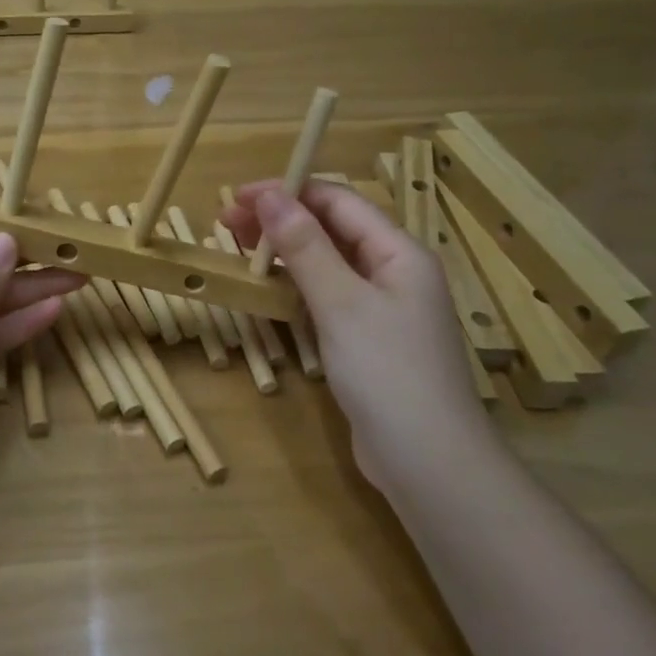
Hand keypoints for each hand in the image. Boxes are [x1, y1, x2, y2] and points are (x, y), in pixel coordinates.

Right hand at [221, 181, 492, 489]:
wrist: (429, 464)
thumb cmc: (388, 373)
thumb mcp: (341, 303)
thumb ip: (305, 246)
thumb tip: (269, 195)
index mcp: (398, 252)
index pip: (338, 201)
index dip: (287, 191)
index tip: (237, 197)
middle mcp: (392, 271)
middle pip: (331, 229)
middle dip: (280, 220)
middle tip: (226, 223)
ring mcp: (380, 307)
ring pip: (325, 263)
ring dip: (283, 251)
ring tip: (237, 248)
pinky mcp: (365, 339)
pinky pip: (325, 296)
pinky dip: (294, 286)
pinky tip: (265, 289)